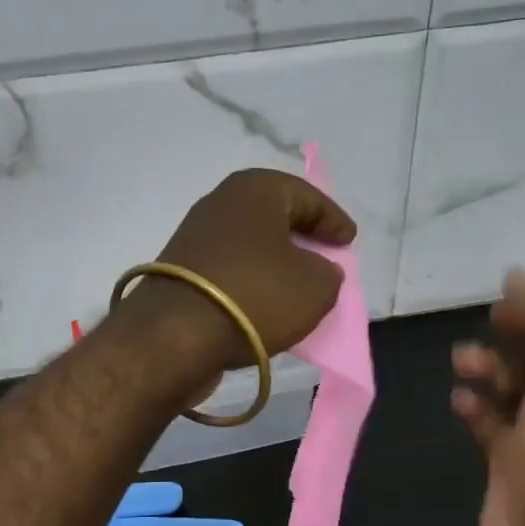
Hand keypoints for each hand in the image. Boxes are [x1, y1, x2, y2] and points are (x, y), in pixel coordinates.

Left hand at [131, 168, 355, 370]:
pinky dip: (250, 279)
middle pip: (273, 214)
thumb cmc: (255, 295)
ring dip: (274, 259)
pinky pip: (229, 267)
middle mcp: (220, 203)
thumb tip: (317, 270)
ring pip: (248, 242)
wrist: (174, 335)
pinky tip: (264, 301)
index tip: (349, 242)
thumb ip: (328, 273)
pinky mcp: (179, 271)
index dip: (333, 219)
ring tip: (297, 283)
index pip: (306, 195)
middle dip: (301, 234)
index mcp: (255, 190)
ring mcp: (194, 236)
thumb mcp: (316, 286)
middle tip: (325, 255)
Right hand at [450, 271, 524, 525]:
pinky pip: (492, 425)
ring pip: (518, 386)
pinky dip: (476, 408)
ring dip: (491, 366)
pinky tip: (460, 404)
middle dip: (523, 328)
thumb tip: (522, 277)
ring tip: (462, 361)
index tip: (519, 284)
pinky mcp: (512, 468)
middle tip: (491, 318)